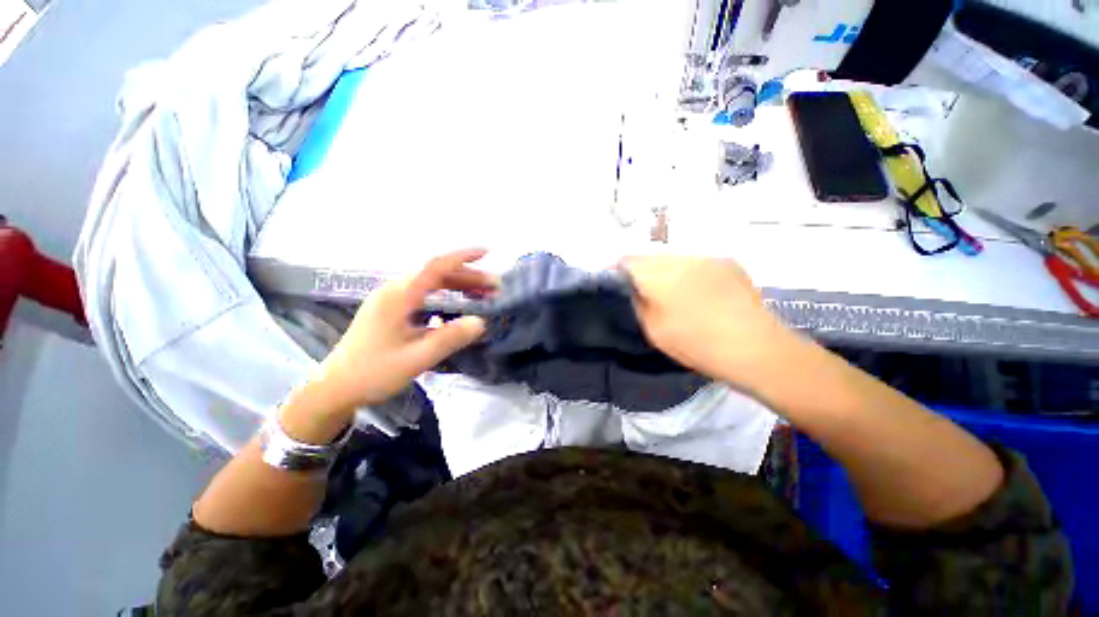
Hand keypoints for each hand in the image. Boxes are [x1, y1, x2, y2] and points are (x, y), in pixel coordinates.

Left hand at [312, 249, 493, 415]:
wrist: (335, 387)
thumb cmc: (373, 372)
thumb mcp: (416, 358)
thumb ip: (450, 338)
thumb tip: (481, 322)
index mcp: (398, 297)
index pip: (435, 267)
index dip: (462, 257)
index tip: (486, 252)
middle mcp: (394, 291)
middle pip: (436, 274)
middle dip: (467, 276)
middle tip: (493, 287)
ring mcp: (391, 299)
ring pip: (430, 283)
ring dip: (457, 285)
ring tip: (481, 294)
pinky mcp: (391, 309)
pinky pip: (424, 294)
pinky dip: (445, 295)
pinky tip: (457, 305)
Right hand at [622, 255, 794, 386]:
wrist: (754, 347)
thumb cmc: (695, 343)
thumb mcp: (653, 329)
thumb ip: (638, 303)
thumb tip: (635, 288)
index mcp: (657, 274)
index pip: (627, 260)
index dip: (618, 270)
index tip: (618, 283)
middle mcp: (680, 258)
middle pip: (651, 256)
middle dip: (643, 270)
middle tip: (645, 291)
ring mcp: (706, 257)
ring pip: (674, 258)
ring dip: (667, 271)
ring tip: (673, 293)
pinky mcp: (727, 262)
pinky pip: (697, 263)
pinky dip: (689, 273)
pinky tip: (699, 292)